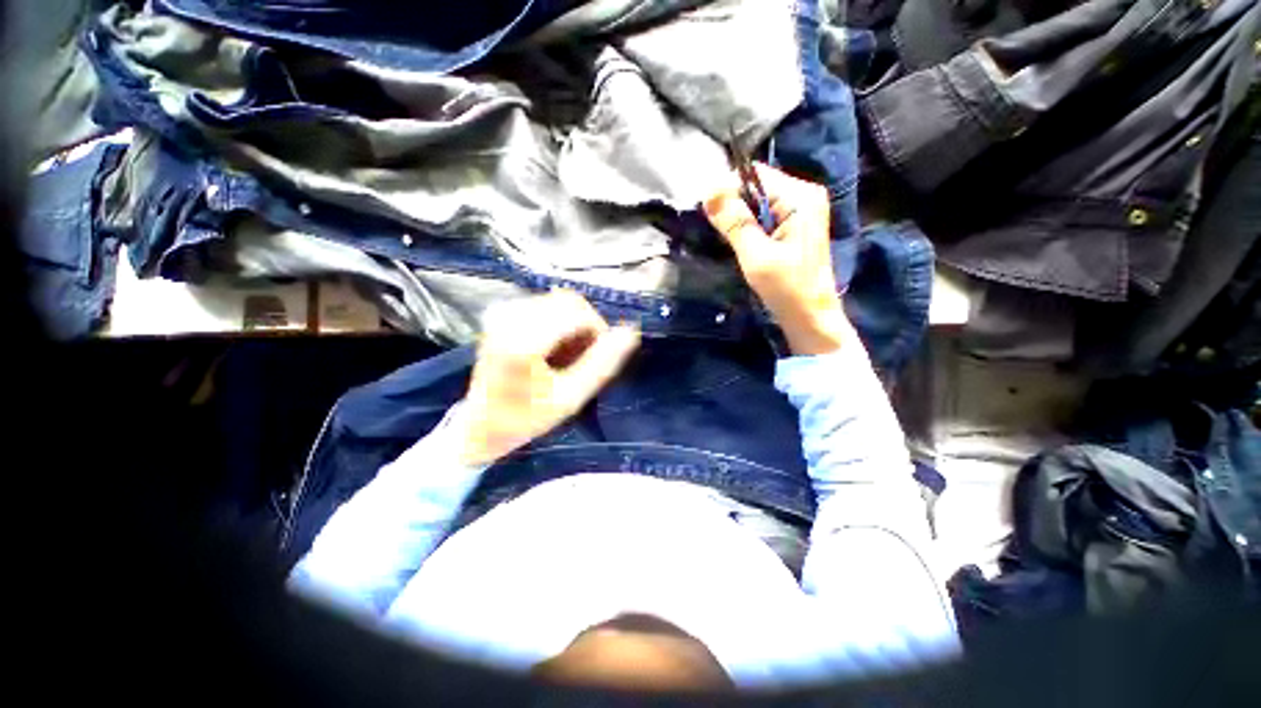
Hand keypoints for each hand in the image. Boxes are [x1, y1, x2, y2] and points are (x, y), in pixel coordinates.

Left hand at [458, 290, 640, 465]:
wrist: (480, 424)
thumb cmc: (526, 417)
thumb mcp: (570, 398)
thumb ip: (602, 364)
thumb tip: (630, 332)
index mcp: (523, 340)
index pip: (578, 313)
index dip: (598, 330)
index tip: (599, 356)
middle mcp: (509, 316)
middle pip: (570, 301)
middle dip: (586, 327)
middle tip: (583, 359)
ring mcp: (503, 311)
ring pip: (560, 301)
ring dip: (573, 325)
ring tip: (566, 356)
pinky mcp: (502, 312)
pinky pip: (546, 305)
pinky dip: (559, 323)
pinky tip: (553, 347)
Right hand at [703, 163, 849, 355]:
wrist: (810, 317)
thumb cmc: (787, 289)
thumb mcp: (756, 255)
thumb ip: (734, 222)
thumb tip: (708, 192)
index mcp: (800, 197)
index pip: (754, 175)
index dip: (727, 190)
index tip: (709, 215)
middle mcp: (804, 195)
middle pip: (756, 186)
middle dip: (733, 206)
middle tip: (720, 233)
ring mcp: (802, 210)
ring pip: (757, 202)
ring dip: (739, 219)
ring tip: (730, 241)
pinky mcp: (795, 226)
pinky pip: (764, 216)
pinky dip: (749, 227)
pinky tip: (744, 245)